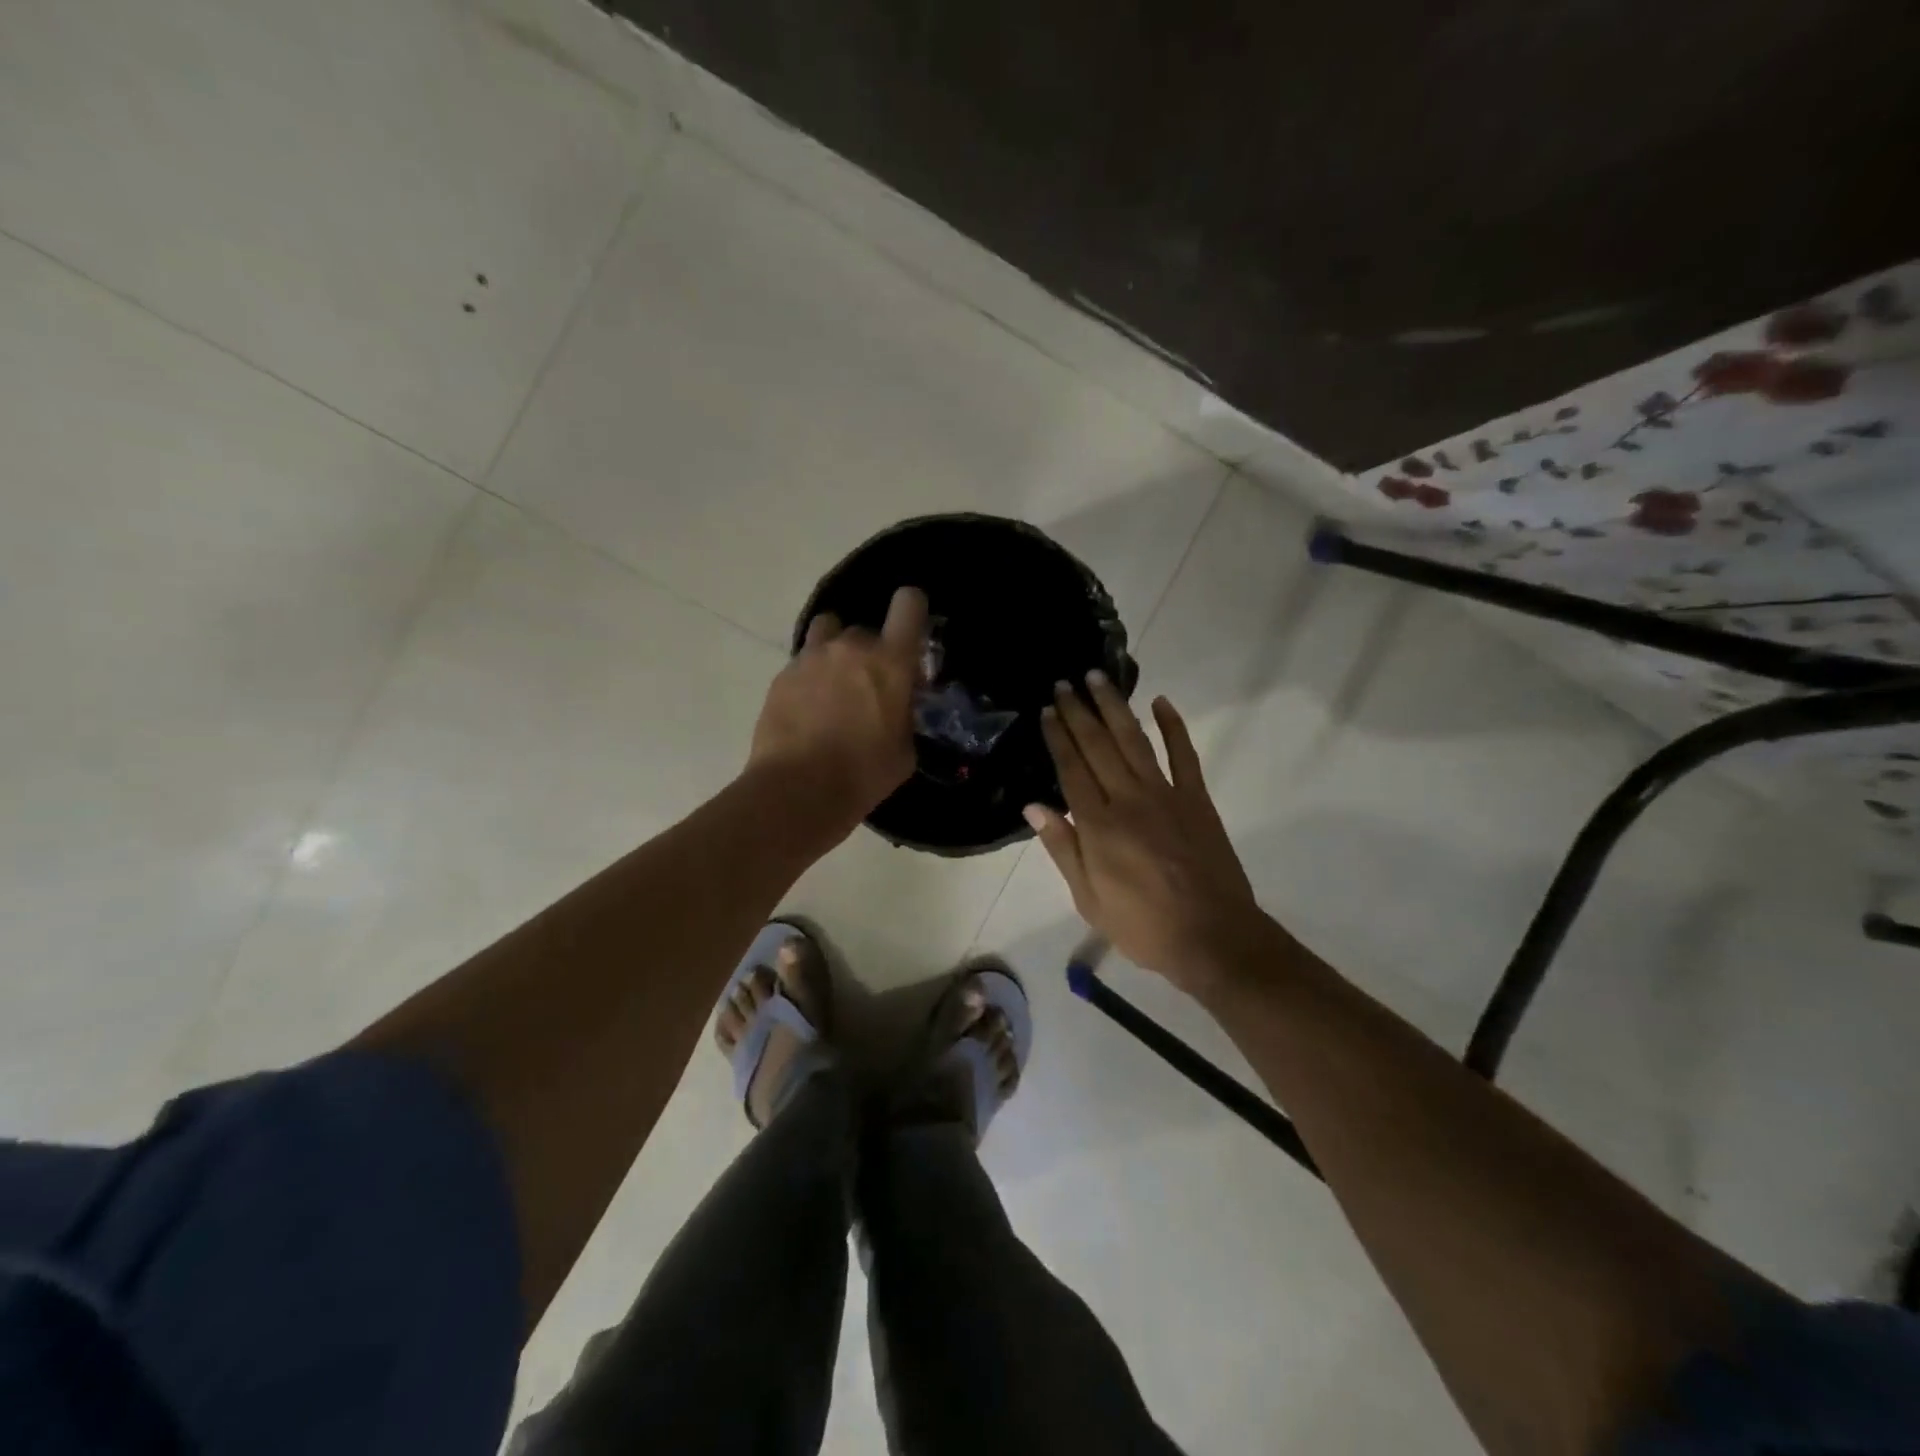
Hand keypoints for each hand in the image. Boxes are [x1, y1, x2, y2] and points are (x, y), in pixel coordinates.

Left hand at [749, 585, 927, 826]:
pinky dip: (810, 677)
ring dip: (836, 651)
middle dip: (871, 652)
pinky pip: (803, 662)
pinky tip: (809, 709)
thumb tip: (899, 707)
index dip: (912, 610)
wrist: (797, 791)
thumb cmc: (863, 775)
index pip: (909, 603)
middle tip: (870, 687)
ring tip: (835, 686)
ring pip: (828, 633)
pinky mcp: (782, 675)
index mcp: (890, 661)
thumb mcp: (905, 750)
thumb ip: (905, 715)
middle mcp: (850, 647)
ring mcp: (811, 657)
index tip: (910, 633)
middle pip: (866, 628)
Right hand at [1027, 674, 1263, 992]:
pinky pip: (1184, 755)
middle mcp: (1128, 800)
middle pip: (1098, 746)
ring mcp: (1166, 795)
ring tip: (1098, 678)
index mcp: (1098, 826)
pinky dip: (1173, 727)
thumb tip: (1033, 807)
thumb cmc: (1143, 926)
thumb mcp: (1089, 899)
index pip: (1071, 769)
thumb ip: (1062, 849)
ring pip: (1134, 741)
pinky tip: (1161, 702)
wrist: (1213, 938)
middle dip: (1079, 712)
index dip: (1058, 737)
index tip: (1047, 710)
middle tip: (1065, 682)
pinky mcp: (1197, 800)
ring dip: (1114, 707)